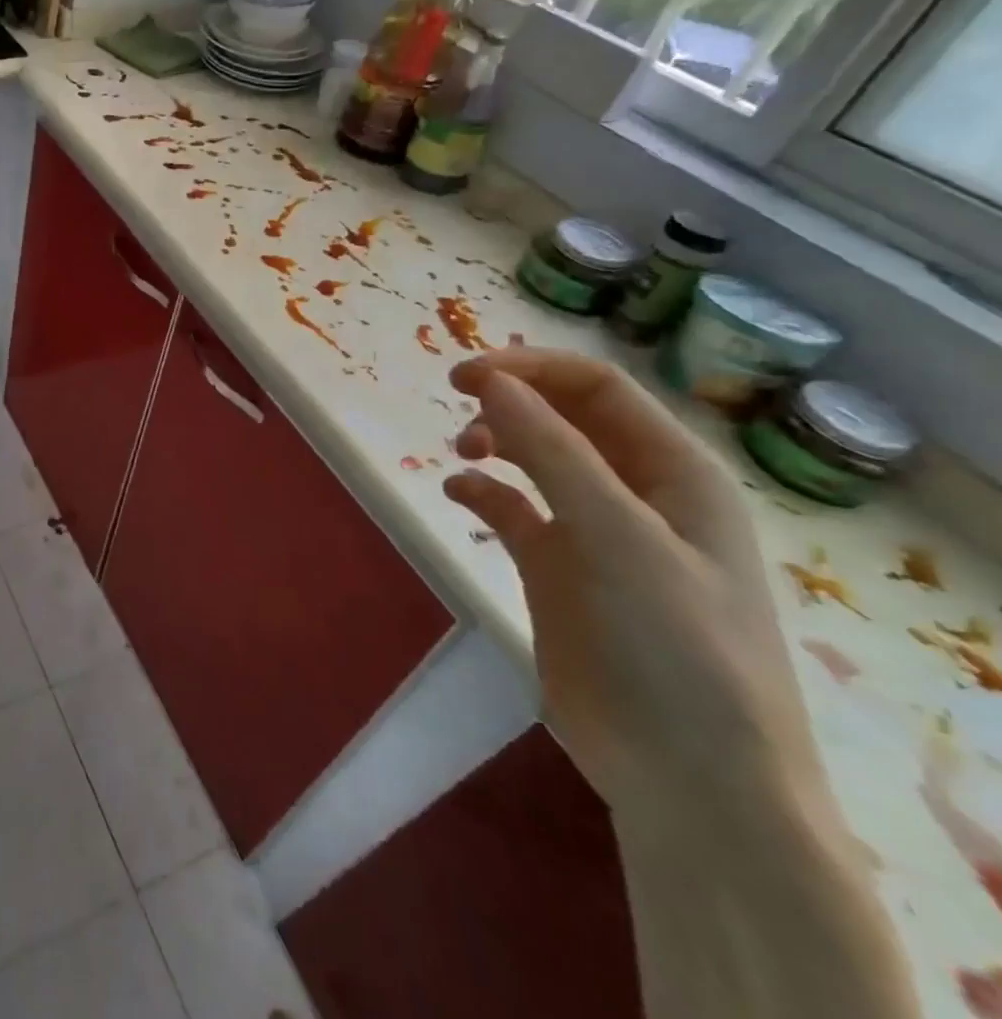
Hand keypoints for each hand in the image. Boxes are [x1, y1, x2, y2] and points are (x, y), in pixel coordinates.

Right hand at [444, 348, 826, 837]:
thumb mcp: (617, 536)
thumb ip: (552, 452)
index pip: (596, 388)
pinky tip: (458, 492)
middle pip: (565, 416)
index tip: (462, 377)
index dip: (531, 369)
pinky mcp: (558, 571)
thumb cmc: (672, 644)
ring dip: (496, 441)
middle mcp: (635, 492)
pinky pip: (514, 510)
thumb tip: (490, 381)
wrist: (688, 777)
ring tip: (463, 452)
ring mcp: (595, 533)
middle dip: (511, 400)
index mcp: (674, 472)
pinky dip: (483, 491)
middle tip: (458, 407)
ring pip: (537, 457)